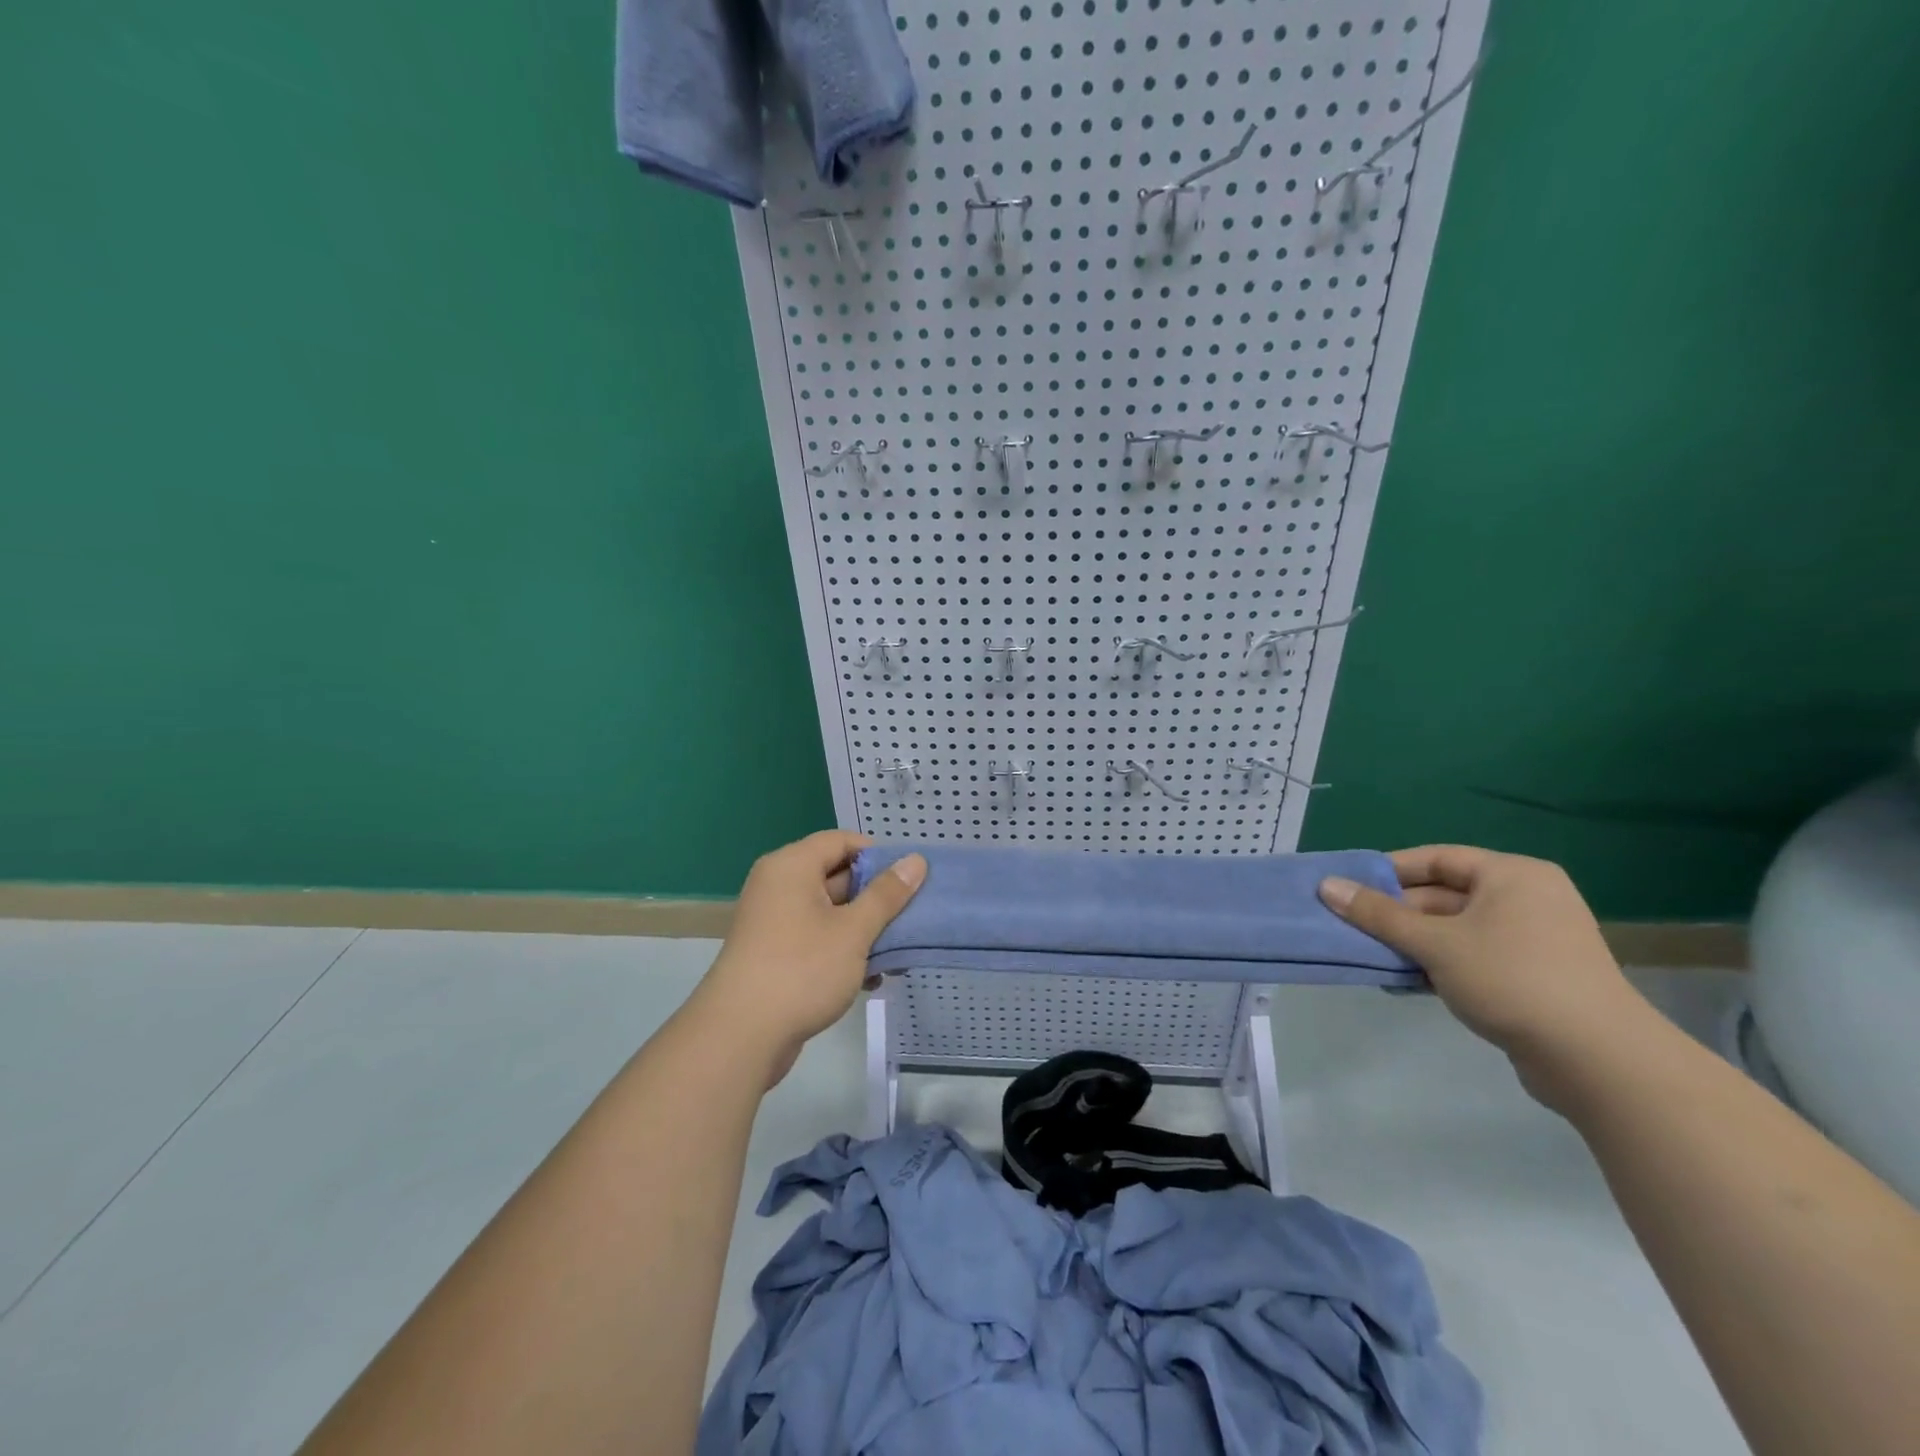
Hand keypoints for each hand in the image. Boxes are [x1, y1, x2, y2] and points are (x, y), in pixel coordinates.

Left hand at [692, 831, 925, 1086]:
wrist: (740, 1036)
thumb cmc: (802, 970)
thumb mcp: (854, 930)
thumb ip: (886, 895)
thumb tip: (915, 860)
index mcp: (791, 866)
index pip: (841, 841)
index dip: (878, 855)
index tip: (910, 879)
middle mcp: (778, 886)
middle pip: (837, 875)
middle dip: (876, 897)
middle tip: (913, 916)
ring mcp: (774, 922)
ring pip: (830, 912)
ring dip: (864, 929)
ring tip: (899, 953)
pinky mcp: (775, 954)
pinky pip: (817, 938)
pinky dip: (844, 950)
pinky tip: (872, 978)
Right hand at [1319, 845, 1652, 1110]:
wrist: (1599, 1061)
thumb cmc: (1512, 980)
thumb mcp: (1434, 943)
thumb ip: (1377, 915)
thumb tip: (1326, 886)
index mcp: (1512, 875)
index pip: (1436, 859)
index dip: (1388, 872)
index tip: (1348, 889)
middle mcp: (1527, 898)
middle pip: (1443, 895)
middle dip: (1396, 915)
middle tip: (1352, 928)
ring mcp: (1534, 940)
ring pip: (1455, 930)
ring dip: (1413, 943)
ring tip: (1371, 958)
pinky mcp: (1535, 977)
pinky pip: (1473, 957)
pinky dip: (1439, 964)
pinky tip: (1405, 983)